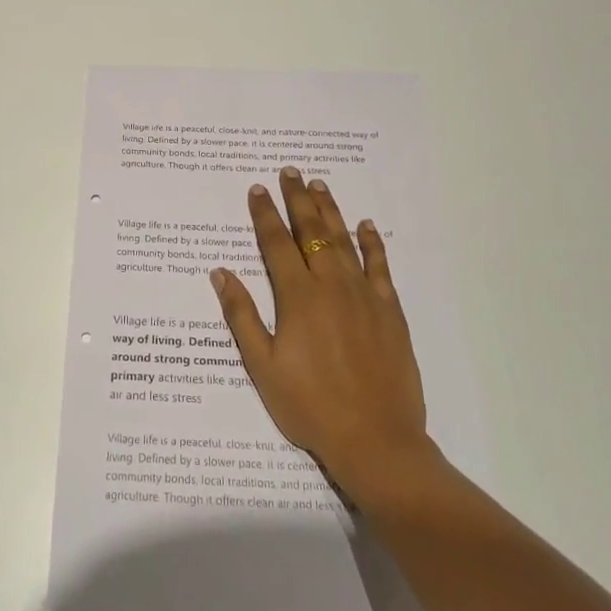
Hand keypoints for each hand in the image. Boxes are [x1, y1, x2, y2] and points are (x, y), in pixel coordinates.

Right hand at [210, 168, 438, 507]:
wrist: (375, 439)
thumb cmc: (309, 406)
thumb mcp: (262, 366)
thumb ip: (242, 315)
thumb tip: (220, 272)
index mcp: (297, 297)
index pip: (276, 244)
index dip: (265, 214)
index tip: (258, 189)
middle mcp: (331, 285)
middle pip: (311, 232)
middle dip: (298, 200)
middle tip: (291, 172)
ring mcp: (364, 295)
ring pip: (344, 241)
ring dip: (330, 211)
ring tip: (320, 185)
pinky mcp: (390, 311)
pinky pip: (380, 266)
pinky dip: (372, 243)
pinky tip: (366, 226)